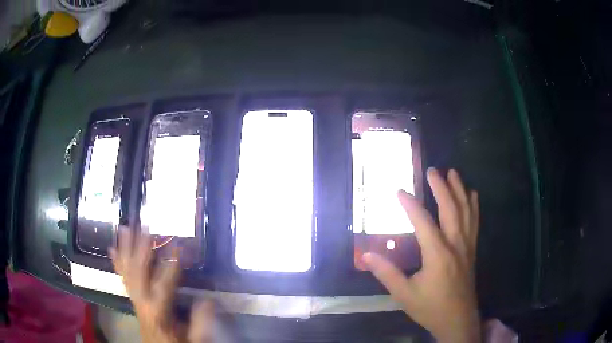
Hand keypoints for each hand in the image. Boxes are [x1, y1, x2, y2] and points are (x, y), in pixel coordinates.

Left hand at [110, 228, 215, 342]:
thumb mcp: (194, 340)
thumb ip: (200, 322)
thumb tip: (209, 300)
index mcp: (157, 312)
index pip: (163, 284)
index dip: (171, 264)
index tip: (178, 245)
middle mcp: (142, 302)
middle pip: (138, 272)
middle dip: (141, 248)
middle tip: (145, 227)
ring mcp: (135, 299)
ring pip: (127, 271)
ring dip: (125, 249)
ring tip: (125, 229)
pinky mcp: (133, 299)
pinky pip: (123, 278)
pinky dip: (118, 262)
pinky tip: (113, 249)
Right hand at [362, 168, 480, 342]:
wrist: (458, 319)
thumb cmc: (430, 307)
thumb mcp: (404, 294)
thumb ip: (387, 273)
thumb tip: (367, 255)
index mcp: (437, 254)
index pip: (423, 222)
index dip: (410, 205)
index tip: (399, 191)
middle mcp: (455, 244)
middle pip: (450, 209)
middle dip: (441, 187)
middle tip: (433, 170)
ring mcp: (467, 246)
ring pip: (466, 211)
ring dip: (460, 190)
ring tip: (454, 173)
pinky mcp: (472, 250)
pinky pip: (475, 222)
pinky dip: (474, 206)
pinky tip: (473, 194)